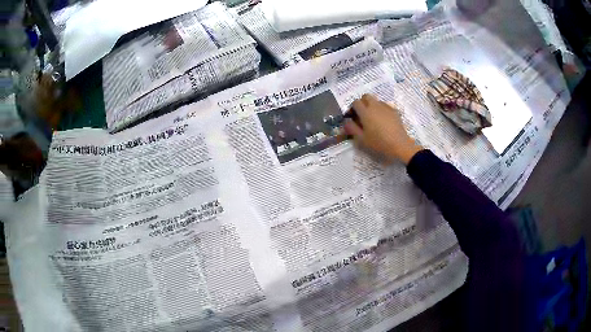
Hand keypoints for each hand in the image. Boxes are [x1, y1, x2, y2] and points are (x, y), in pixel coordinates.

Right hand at [344, 94, 422, 164]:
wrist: (399, 145)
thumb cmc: (379, 143)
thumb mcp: (362, 139)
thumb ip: (352, 129)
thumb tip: (346, 122)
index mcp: (365, 112)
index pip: (355, 102)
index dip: (352, 108)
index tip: (352, 116)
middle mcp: (375, 106)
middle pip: (365, 97)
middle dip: (362, 103)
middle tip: (362, 114)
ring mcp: (385, 107)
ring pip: (375, 100)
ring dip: (371, 105)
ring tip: (373, 118)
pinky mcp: (394, 110)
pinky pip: (384, 105)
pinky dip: (381, 109)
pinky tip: (383, 120)